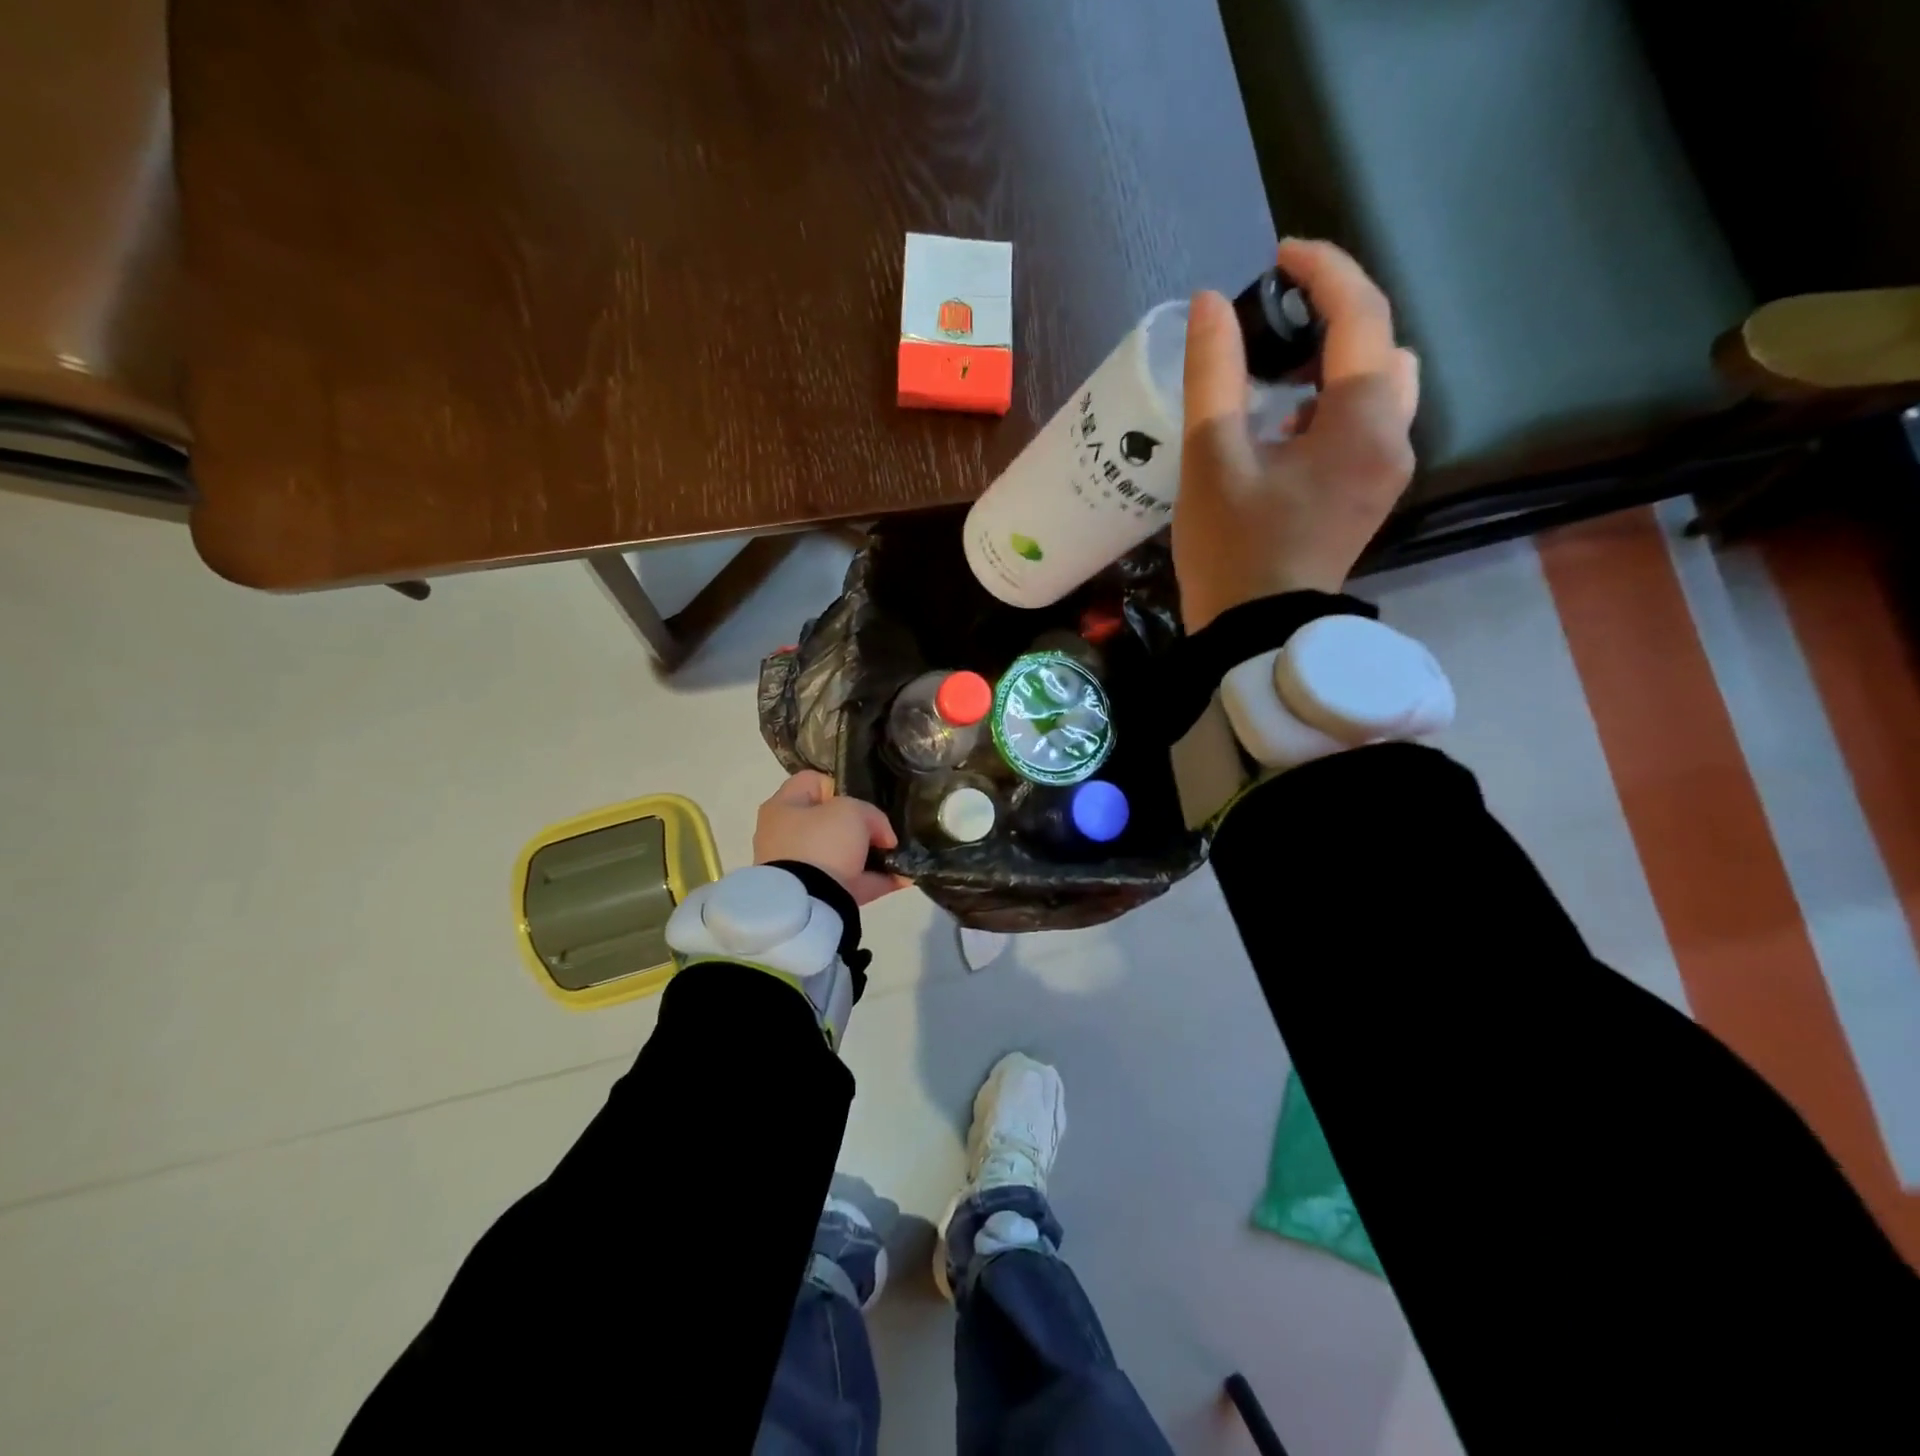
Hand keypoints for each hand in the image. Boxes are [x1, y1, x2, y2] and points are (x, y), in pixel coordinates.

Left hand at [753, 771, 910, 905]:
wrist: (807, 905)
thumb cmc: (822, 843)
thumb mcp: (852, 812)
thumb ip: (871, 815)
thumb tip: (882, 836)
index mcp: (783, 807)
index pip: (812, 781)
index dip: (841, 785)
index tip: (864, 801)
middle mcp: (784, 836)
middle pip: (829, 821)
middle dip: (860, 826)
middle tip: (883, 831)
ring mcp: (798, 869)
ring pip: (841, 854)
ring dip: (871, 856)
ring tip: (899, 856)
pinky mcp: (813, 896)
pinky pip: (849, 883)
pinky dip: (875, 881)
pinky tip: (902, 879)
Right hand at [1174, 238, 1419, 630]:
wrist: (1256, 635)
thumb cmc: (1232, 550)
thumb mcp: (1211, 459)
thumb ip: (1213, 375)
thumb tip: (1211, 304)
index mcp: (1360, 422)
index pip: (1361, 315)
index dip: (1323, 272)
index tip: (1278, 257)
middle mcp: (1392, 439)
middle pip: (1384, 347)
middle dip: (1338, 319)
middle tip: (1278, 323)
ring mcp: (1385, 473)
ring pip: (1381, 388)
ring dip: (1338, 364)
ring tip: (1278, 376)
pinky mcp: (1369, 497)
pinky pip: (1367, 426)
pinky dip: (1335, 405)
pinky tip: (1288, 428)